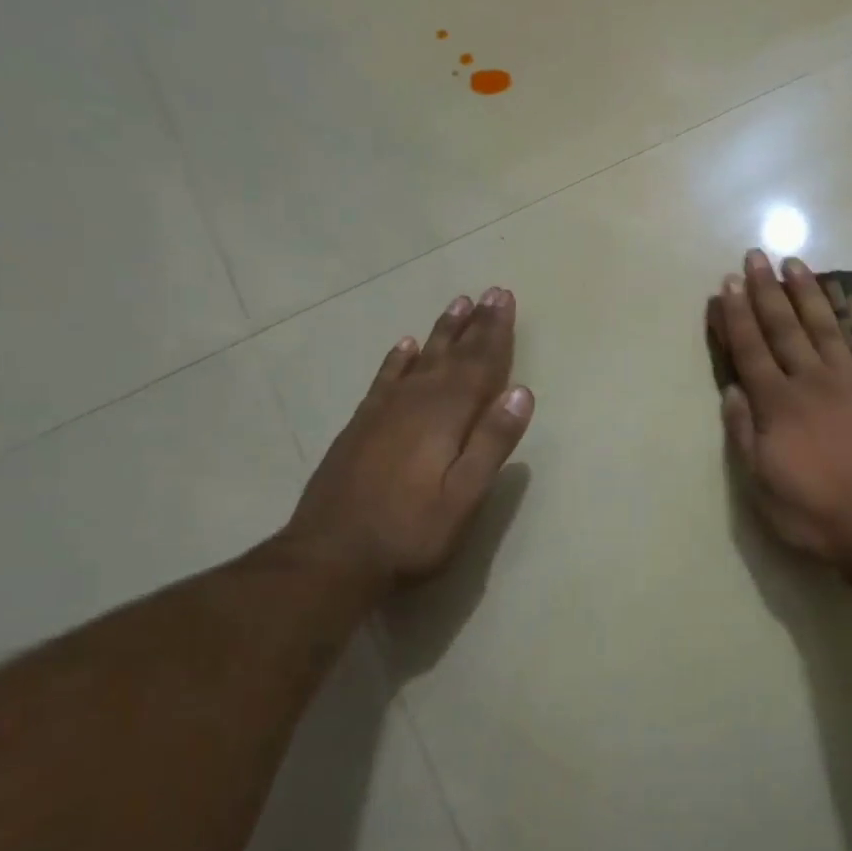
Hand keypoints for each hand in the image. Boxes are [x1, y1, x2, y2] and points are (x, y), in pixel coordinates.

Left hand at [280, 288, 533, 596]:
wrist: (329, 558)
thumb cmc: (411, 533)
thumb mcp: (464, 497)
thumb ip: (492, 443)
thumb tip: (522, 392)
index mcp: (445, 417)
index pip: (478, 365)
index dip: (495, 332)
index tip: (504, 298)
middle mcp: (414, 403)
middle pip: (451, 355)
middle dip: (474, 324)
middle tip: (490, 292)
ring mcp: (383, 413)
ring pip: (420, 360)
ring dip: (441, 332)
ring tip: (457, 305)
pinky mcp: (360, 427)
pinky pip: (385, 379)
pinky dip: (399, 359)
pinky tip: (406, 345)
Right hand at [714, 251, 851, 565]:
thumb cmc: (815, 513)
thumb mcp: (762, 485)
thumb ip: (745, 434)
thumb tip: (732, 391)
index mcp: (779, 404)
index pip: (751, 351)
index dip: (737, 316)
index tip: (728, 285)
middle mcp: (813, 383)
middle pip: (785, 329)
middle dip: (767, 291)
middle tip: (756, 256)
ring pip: (828, 329)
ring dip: (811, 295)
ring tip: (798, 265)